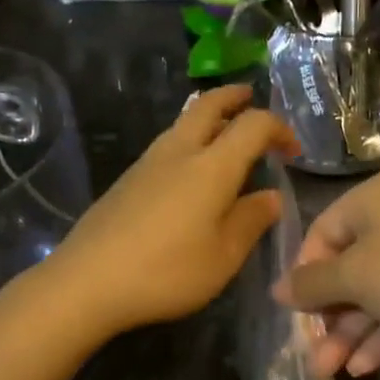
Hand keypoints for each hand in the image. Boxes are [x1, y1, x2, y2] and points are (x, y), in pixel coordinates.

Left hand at [44, 86, 297, 336]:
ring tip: (226, 134)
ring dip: (210, 116)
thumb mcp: (223, 256)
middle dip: (235, 97)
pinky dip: (190, 139)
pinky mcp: (128, 178)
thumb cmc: (166, 271)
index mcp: (212, 166)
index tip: (293, 151)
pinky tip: (192, 171)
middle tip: (251, 99)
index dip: (279, 129)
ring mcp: (148, 161)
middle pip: (209, 104)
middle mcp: (180, 151)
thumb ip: (251, 221)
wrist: (87, 281)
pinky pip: (168, 143)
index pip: (254, 125)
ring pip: (184, 121)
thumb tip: (271, 196)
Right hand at [273, 172, 379, 378]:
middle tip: (311, 357)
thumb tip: (277, 289)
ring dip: (349, 332)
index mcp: (371, 200)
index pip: (321, 234)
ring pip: (372, 293)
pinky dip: (379, 335)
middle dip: (326, 316)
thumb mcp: (355, 277)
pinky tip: (362, 369)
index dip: (304, 275)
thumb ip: (311, 285)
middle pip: (346, 268)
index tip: (293, 315)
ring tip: (327, 374)